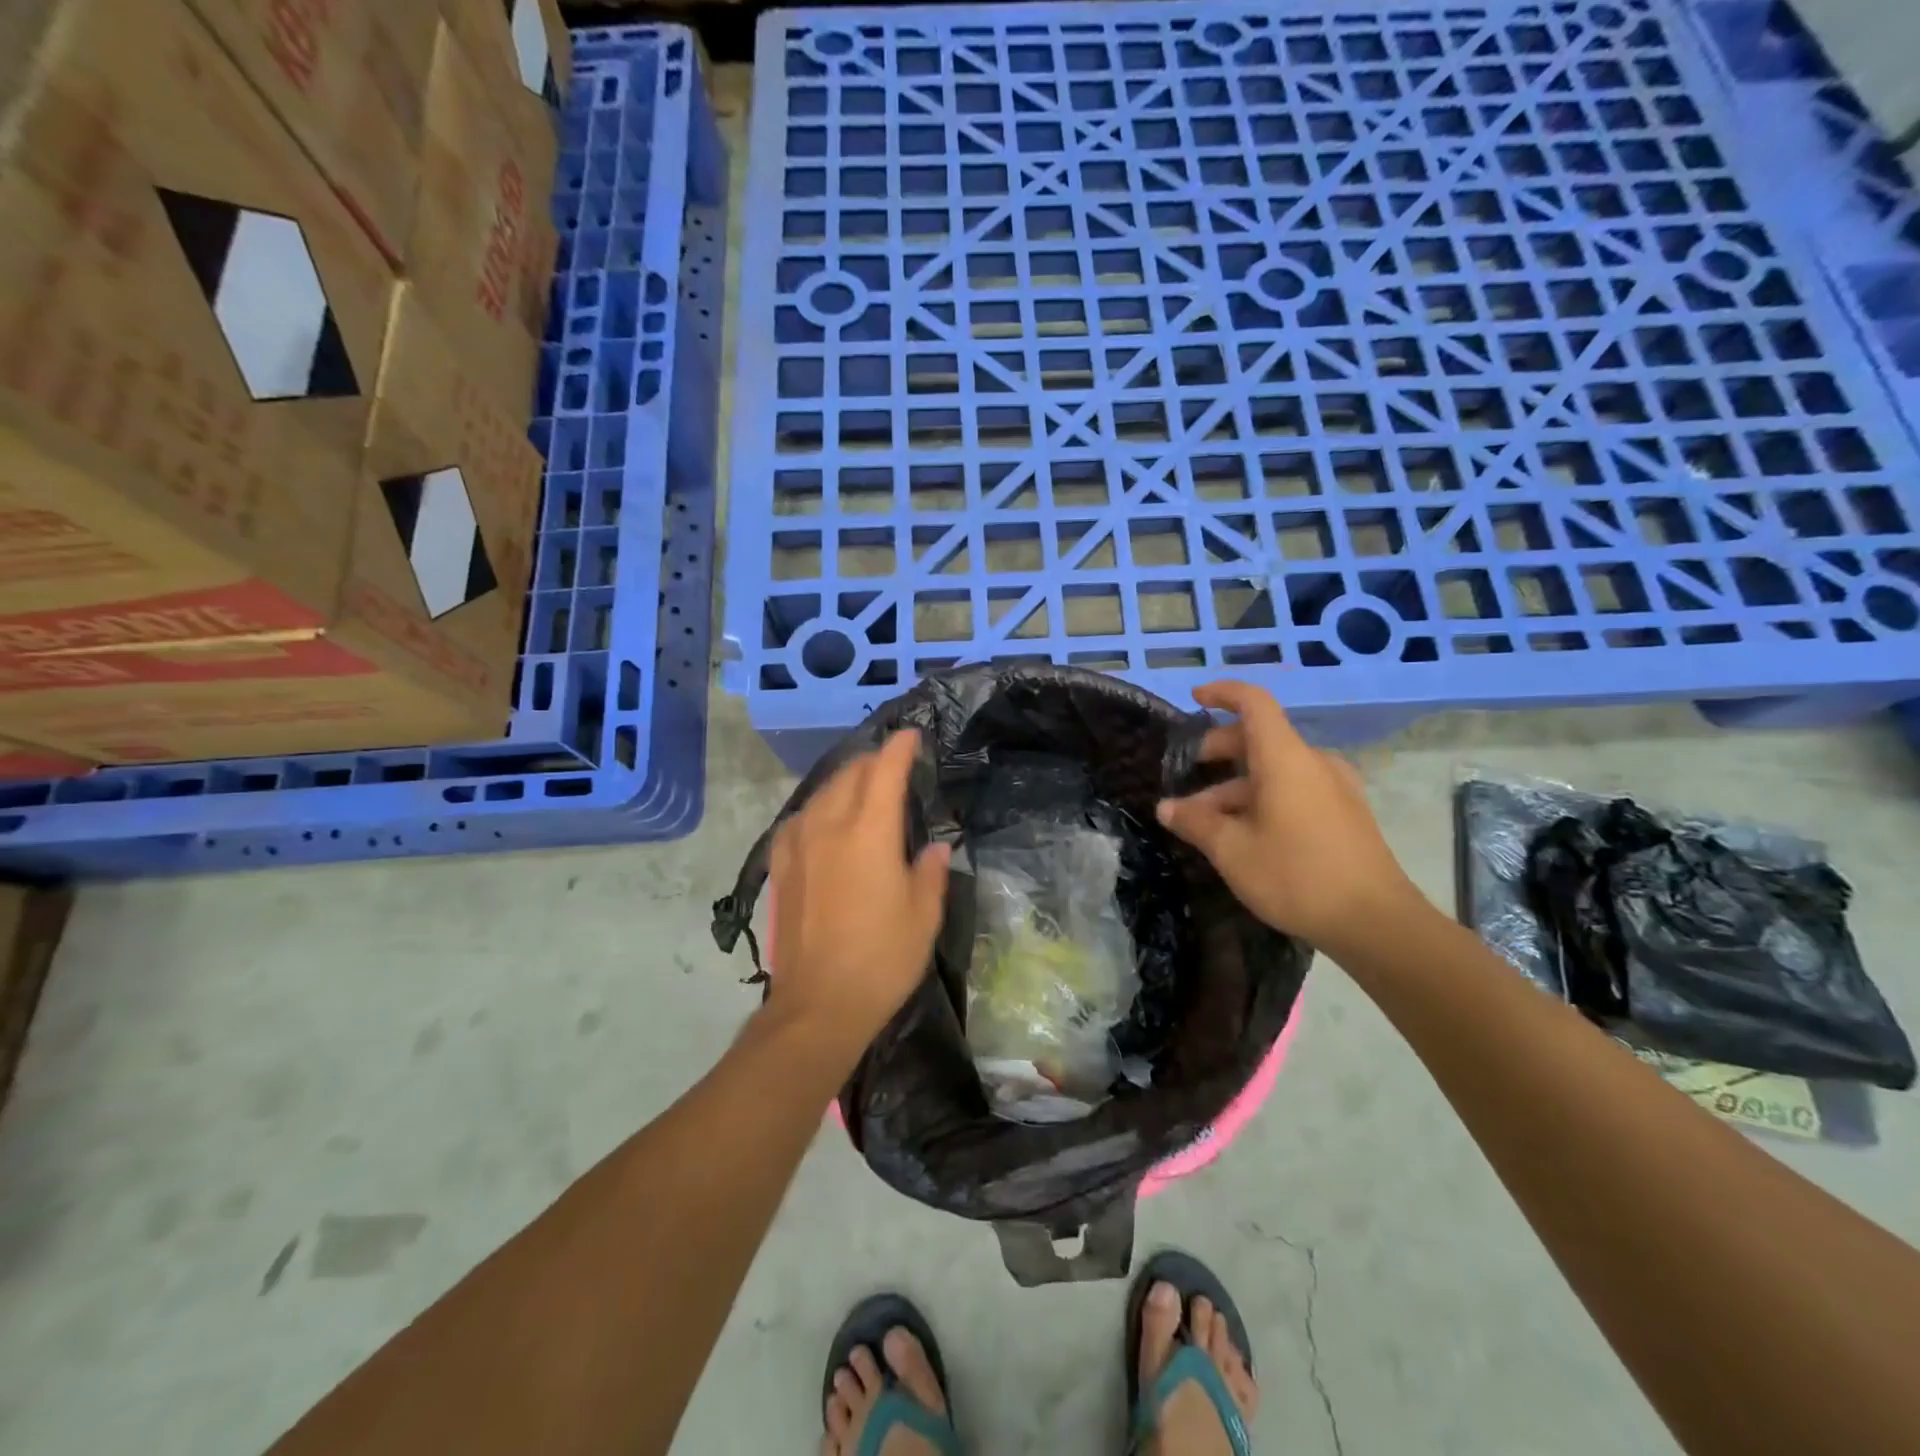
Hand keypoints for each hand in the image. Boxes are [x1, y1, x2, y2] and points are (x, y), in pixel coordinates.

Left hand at [768, 731, 950, 1052]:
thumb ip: (929, 871)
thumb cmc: (882, 959)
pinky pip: (800, 817)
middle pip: (850, 773)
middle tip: (893, 763)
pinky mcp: (780, 865)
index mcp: (870, 831)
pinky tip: (825, 819)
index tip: (911, 736)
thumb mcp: (924, 915)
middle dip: (874, 760)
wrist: (818, 1004)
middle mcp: (829, 825)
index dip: (900, 747)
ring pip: (823, 791)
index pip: (885, 770)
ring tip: (863, 786)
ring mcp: (798, 843)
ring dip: (846, 780)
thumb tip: (934, 847)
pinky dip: (819, 807)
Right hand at [1157, 682, 1420, 951]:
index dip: (1222, 693)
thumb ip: (1195, 822)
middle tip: (1187, 776)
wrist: (1376, 922)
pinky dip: (1263, 798)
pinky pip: (1295, 789)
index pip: (1254, 703)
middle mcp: (1313, 763)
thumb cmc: (1296, 876)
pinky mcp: (1345, 813)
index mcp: (1285, 758)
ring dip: (1236, 786)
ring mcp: (1334, 788)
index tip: (1194, 698)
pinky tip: (1244, 834)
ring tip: (1206, 822)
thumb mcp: (1232, 850)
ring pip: (1275, 770)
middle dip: (1219, 752)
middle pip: (1260, 739)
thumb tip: (1167, 808)